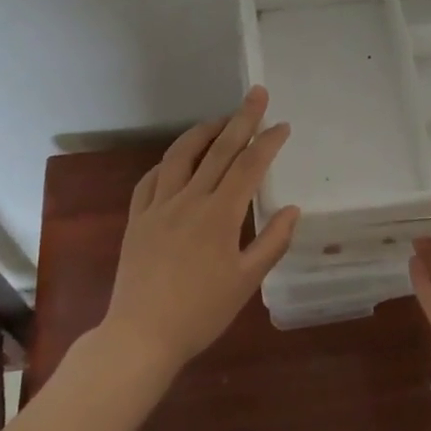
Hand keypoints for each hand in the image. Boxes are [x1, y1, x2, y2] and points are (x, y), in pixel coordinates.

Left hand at [100, 87, 299, 378]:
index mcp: (219, 215)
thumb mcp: (246, 282)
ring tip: (219, 120)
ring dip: (203, 132)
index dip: (268, 142)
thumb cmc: (201, 312)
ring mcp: (159, 206)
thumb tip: (292, 210)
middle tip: (257, 94)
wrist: (141, 336)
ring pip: (181, 155)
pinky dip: (168, 162)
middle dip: (241, 118)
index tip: (282, 125)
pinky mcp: (137, 218)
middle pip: (219, 149)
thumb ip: (272, 242)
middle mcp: (189, 200)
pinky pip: (151, 179)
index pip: (249, 166)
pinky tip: (176, 160)